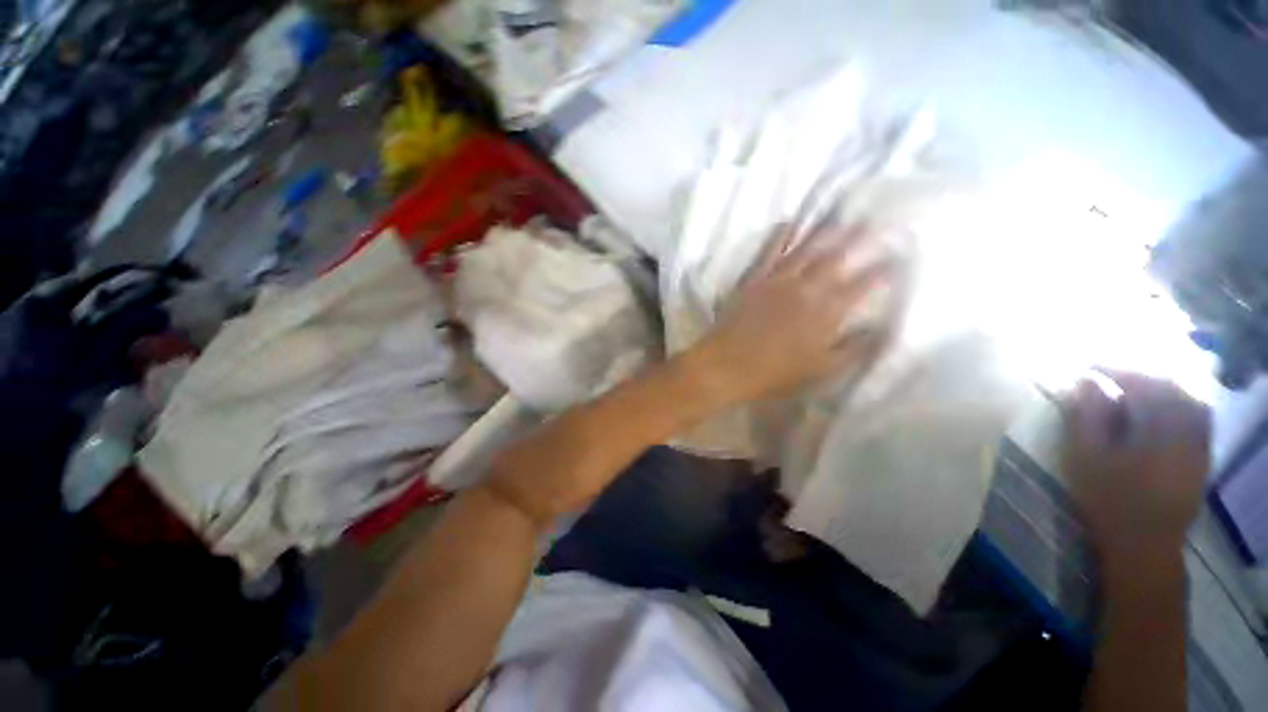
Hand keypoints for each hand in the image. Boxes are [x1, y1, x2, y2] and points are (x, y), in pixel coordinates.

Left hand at [686, 224, 894, 405]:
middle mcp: (805, 288)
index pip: (862, 285)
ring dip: (824, 230)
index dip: (882, 269)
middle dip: (857, 239)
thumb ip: (855, 348)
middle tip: (873, 220)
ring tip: (839, 214)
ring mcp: (776, 280)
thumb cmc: (775, 374)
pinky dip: (778, 236)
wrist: (726, 365)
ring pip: (805, 249)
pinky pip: (767, 252)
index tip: (898, 255)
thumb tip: (883, 328)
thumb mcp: (822, 369)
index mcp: (826, 312)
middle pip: (836, 258)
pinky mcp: (752, 279)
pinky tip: (786, 222)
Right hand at [1062, 371, 1209, 575]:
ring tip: (1136, 390)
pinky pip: (1198, 418)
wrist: (1144, 545)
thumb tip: (1085, 382)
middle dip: (1139, 376)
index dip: (1114, 370)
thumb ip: (1087, 417)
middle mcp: (1187, 430)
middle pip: (1170, 388)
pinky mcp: (1202, 457)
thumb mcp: (1087, 458)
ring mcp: (1200, 445)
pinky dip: (1179, 405)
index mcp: (1159, 429)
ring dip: (1162, 388)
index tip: (1088, 366)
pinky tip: (1162, 411)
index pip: (1141, 384)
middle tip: (1110, 376)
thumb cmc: (1110, 500)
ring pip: (1189, 401)